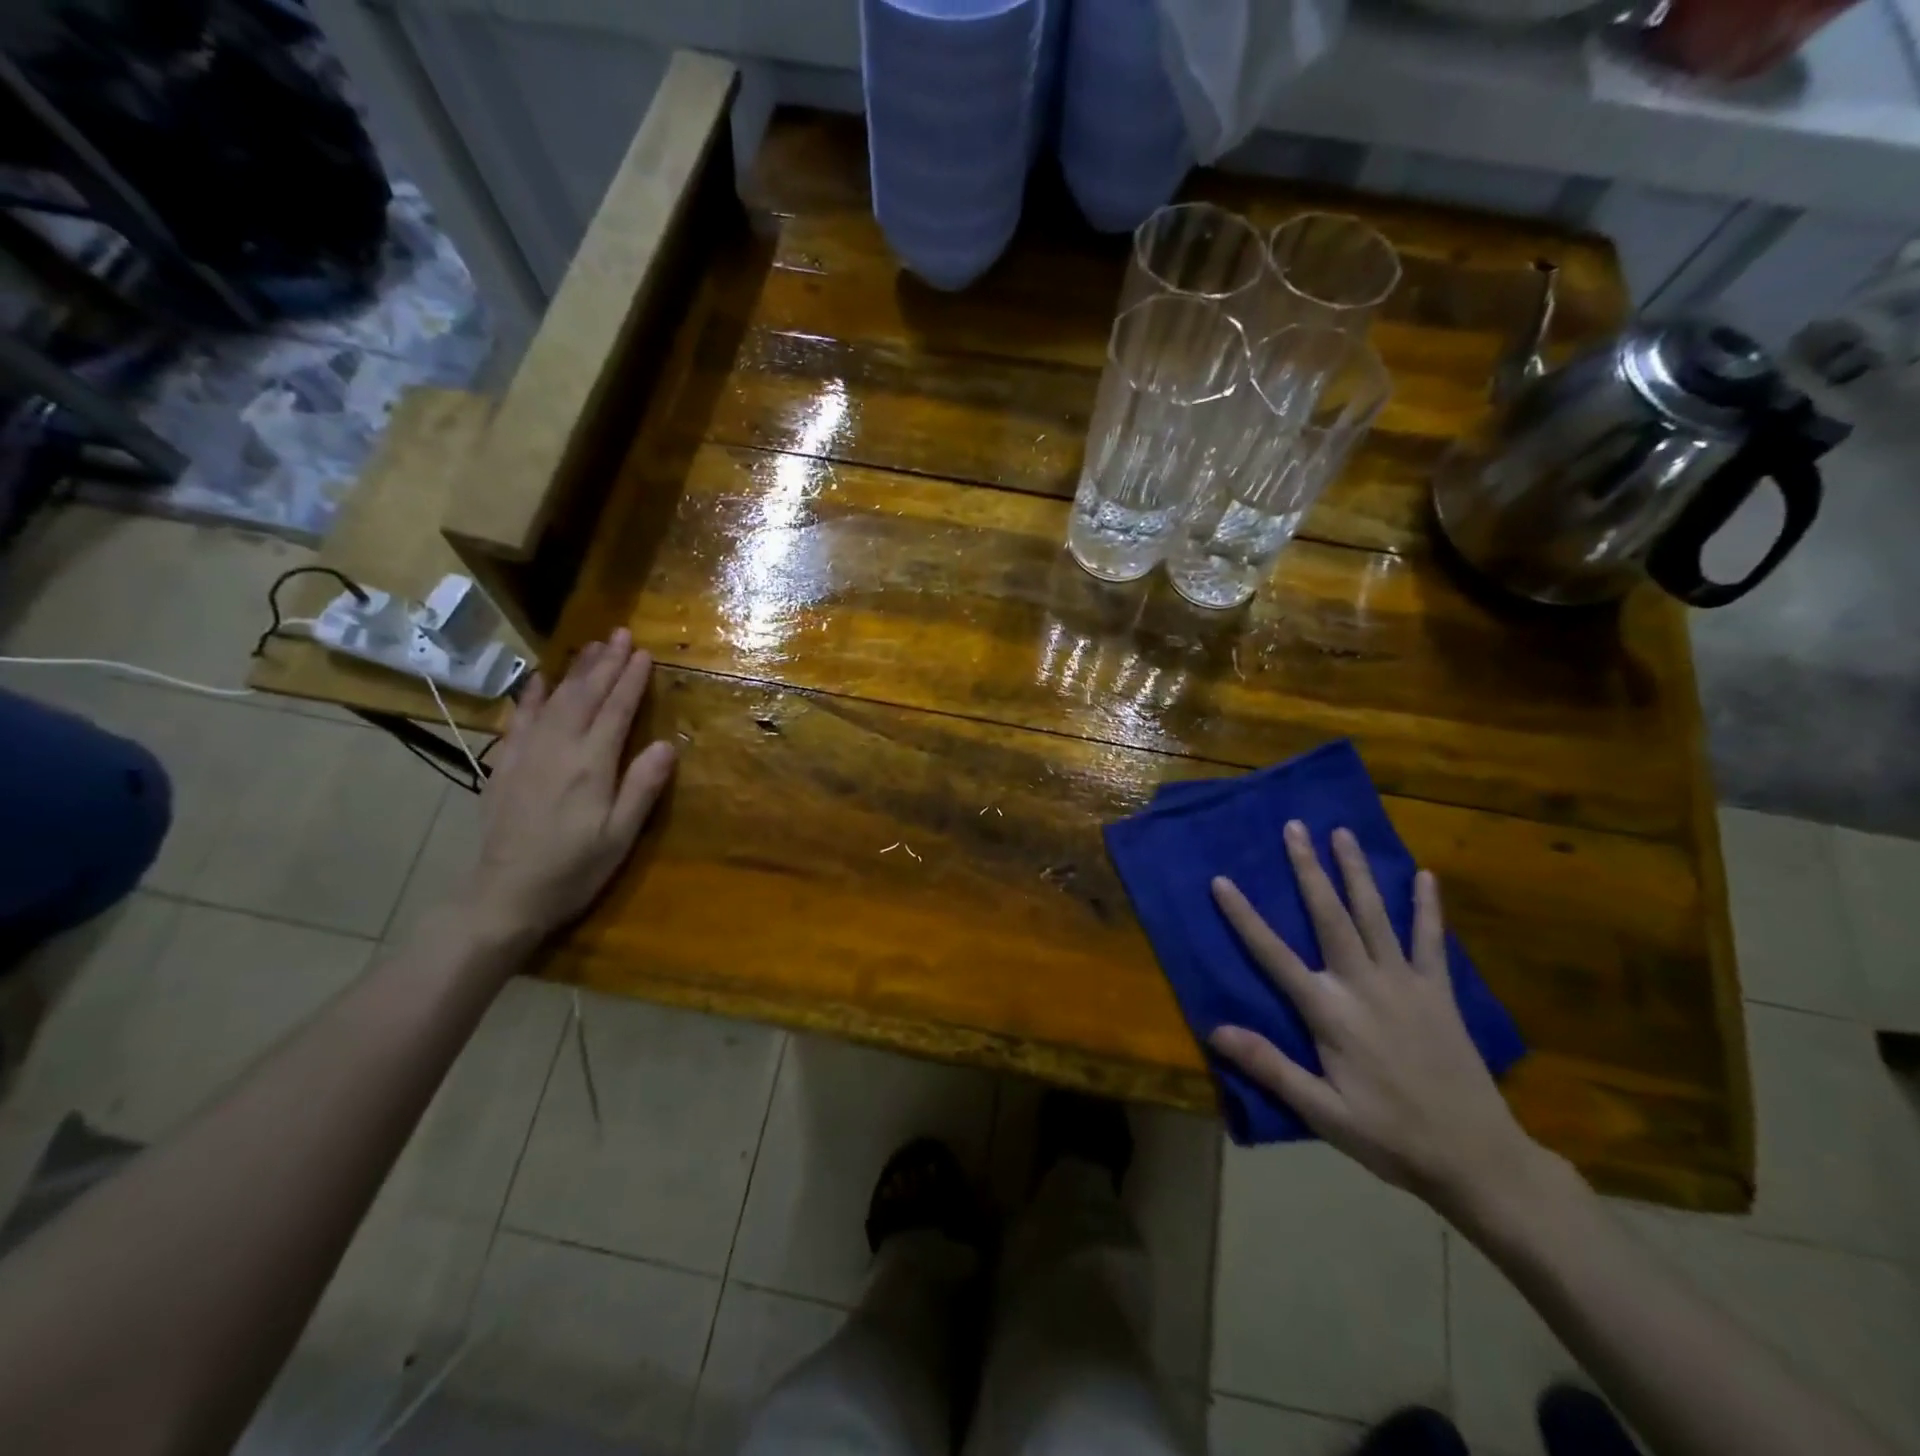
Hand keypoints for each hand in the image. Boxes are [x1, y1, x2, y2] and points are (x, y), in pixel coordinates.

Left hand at [458, 628, 675, 944]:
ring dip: (575, 671)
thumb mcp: (619, 836)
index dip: (631, 681)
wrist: (504, 897)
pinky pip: (519, 720)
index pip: (616, 711)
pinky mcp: (506, 767)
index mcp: (592, 766)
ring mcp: (527, 755)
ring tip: (592, 646)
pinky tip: (539, 680)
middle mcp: (559, 750)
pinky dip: (532, 696)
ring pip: (554, 701)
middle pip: (585, 696)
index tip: (644, 654)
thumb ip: (642, 788)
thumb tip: (666, 744)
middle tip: (621, 634)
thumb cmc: (574, 870)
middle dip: (605, 663)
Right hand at [1209, 821, 1542, 1213]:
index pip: (1274, 955)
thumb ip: (1270, 1066)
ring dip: (1357, 872)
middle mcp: (1364, 985)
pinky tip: (1424, 876)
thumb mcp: (1322, 1112)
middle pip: (1330, 916)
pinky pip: (1430, 941)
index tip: (1222, 880)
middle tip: (1294, 827)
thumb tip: (1215, 1029)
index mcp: (1330, 1013)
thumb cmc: (1390, 1135)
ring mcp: (1406, 983)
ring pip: (1375, 916)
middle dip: (1309, 870)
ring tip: (1343, 833)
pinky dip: (1427, 908)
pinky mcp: (1439, 992)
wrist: (1477, 1158)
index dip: (1244, 917)